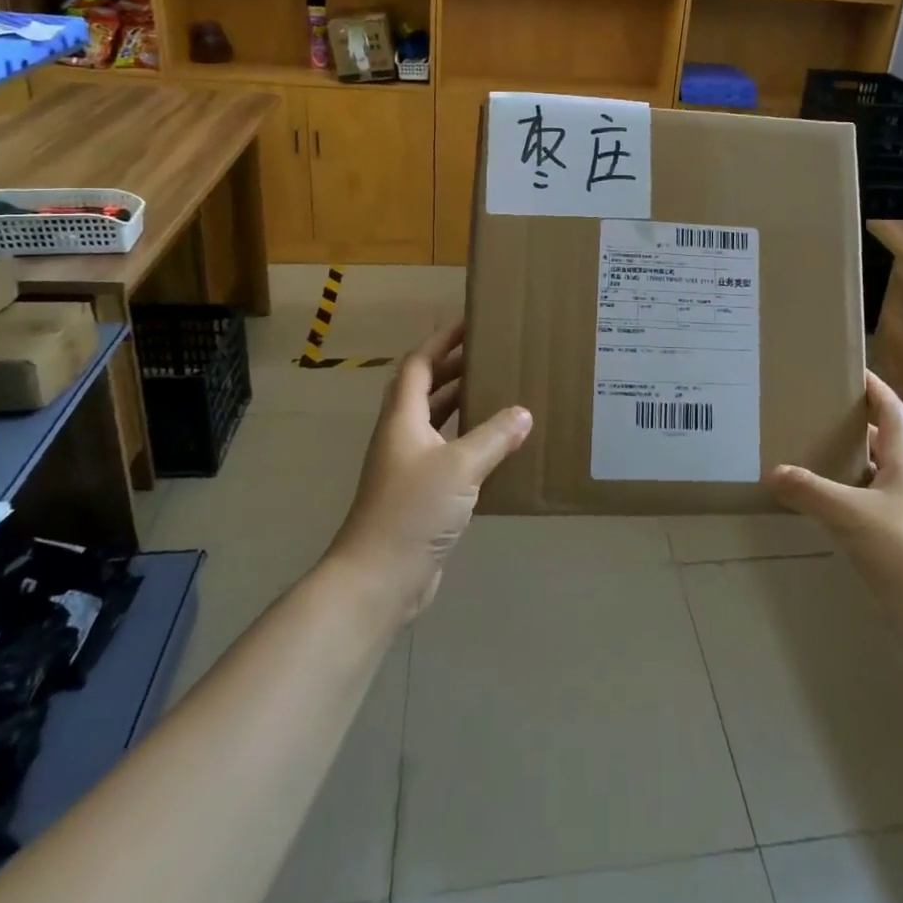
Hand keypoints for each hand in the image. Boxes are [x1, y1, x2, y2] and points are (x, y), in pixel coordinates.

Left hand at [328, 321, 531, 621]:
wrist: (378, 579)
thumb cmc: (412, 510)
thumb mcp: (460, 467)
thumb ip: (494, 437)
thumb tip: (523, 413)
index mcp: (403, 419)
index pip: (419, 365)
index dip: (441, 341)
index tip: (469, 323)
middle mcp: (403, 436)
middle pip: (426, 389)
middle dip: (455, 367)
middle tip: (491, 353)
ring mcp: (409, 467)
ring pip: (437, 422)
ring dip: (462, 403)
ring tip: (498, 390)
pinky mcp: (420, 495)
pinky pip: (448, 453)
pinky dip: (469, 441)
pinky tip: (497, 447)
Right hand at [766, 372, 902, 598]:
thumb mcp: (850, 514)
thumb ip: (810, 491)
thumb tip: (774, 472)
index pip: (892, 410)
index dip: (874, 388)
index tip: (849, 370)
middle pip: (884, 442)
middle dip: (853, 427)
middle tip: (814, 415)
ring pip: (876, 478)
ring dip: (849, 466)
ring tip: (809, 458)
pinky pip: (871, 509)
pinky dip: (848, 502)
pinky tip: (822, 510)